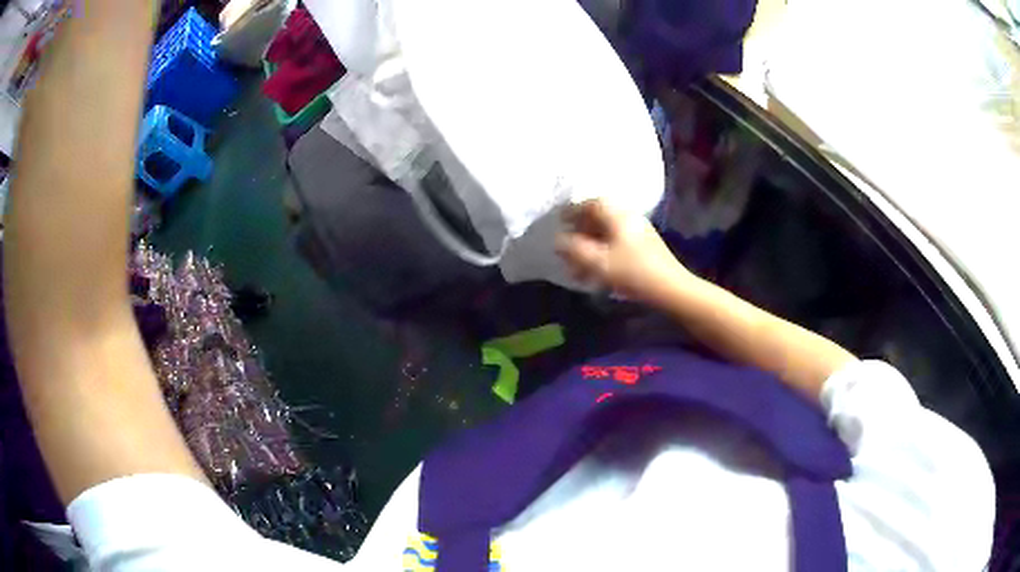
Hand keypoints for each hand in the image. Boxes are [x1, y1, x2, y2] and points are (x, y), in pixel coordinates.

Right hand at [555, 200, 693, 304]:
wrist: (670, 288)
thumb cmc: (632, 272)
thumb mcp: (597, 262)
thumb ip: (574, 249)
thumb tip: (558, 240)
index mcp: (617, 214)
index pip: (590, 203)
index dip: (572, 211)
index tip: (559, 222)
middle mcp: (628, 217)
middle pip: (598, 218)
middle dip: (580, 232)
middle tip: (566, 247)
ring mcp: (638, 231)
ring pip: (607, 234)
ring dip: (590, 247)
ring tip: (578, 268)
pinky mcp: (644, 247)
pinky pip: (616, 243)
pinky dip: (602, 253)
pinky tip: (596, 272)